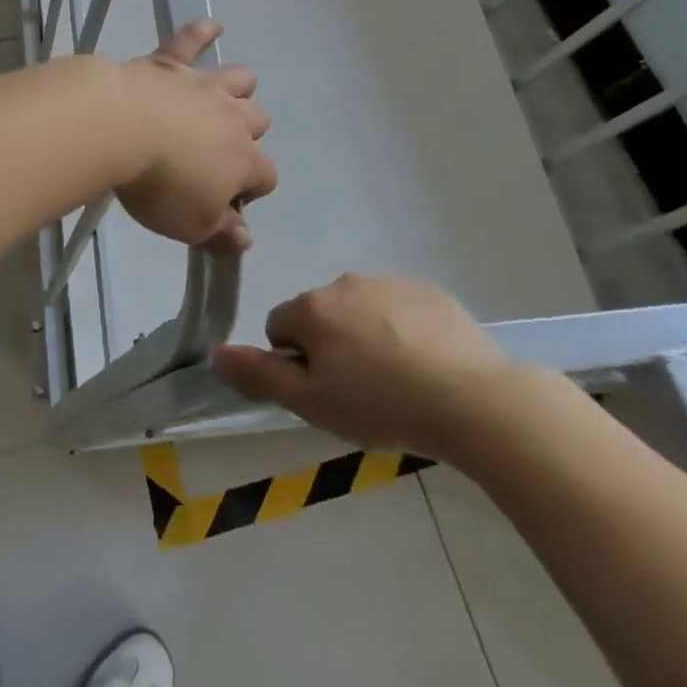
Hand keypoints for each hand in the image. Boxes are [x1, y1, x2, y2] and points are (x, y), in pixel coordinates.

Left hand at [114, 20, 276, 251]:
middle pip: (259, 121)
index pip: (266, 176)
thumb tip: (246, 239)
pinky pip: (192, 39)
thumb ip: (222, 232)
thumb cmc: (160, 185)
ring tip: (228, 96)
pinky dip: (203, 32)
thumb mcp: (192, 225)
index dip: (252, 190)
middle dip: (249, 136)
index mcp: (244, 160)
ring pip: (239, 79)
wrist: (120, 128)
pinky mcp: (170, 62)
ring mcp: (203, 86)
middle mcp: (233, 118)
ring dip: (238, 88)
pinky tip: (212, 26)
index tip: (226, 203)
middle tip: (220, 151)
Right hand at [211, 274, 520, 459]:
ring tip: (397, 380)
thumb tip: (214, 352)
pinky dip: (401, 329)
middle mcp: (344, 282)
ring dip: (364, 336)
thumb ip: (257, 375)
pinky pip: (398, 308)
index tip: (325, 392)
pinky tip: (424, 363)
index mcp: (312, 307)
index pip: (280, 328)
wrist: (472, 400)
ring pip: (359, 310)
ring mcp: (390, 282)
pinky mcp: (428, 290)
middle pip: (320, 315)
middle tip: (360, 391)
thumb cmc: (380, 405)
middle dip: (330, 346)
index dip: (295, 364)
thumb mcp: (310, 403)